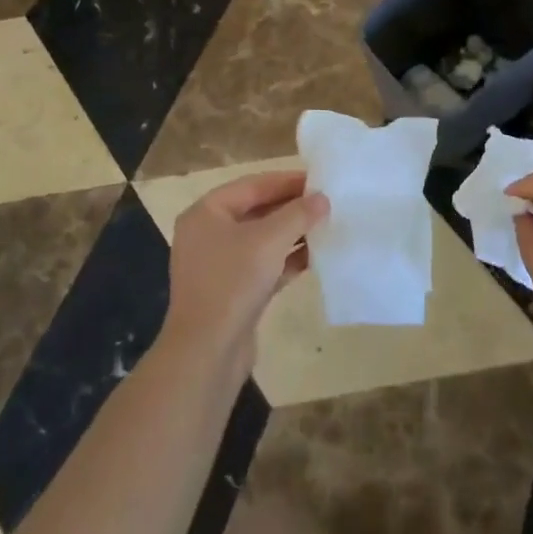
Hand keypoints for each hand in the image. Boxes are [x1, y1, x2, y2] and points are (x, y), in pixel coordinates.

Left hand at [161, 168, 328, 377]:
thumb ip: (298, 214)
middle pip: (256, 211)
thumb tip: (322, 199)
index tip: (319, 180)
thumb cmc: (233, 282)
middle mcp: (208, 234)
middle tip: (326, 203)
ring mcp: (219, 265)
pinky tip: (314, 258)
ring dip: (292, 234)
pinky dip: (286, 260)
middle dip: (291, 208)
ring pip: (261, 240)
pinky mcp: (232, 292)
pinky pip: (263, 265)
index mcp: (206, 212)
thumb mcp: (270, 240)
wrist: (207, 353)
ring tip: (325, 227)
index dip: (286, 181)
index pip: (252, 185)